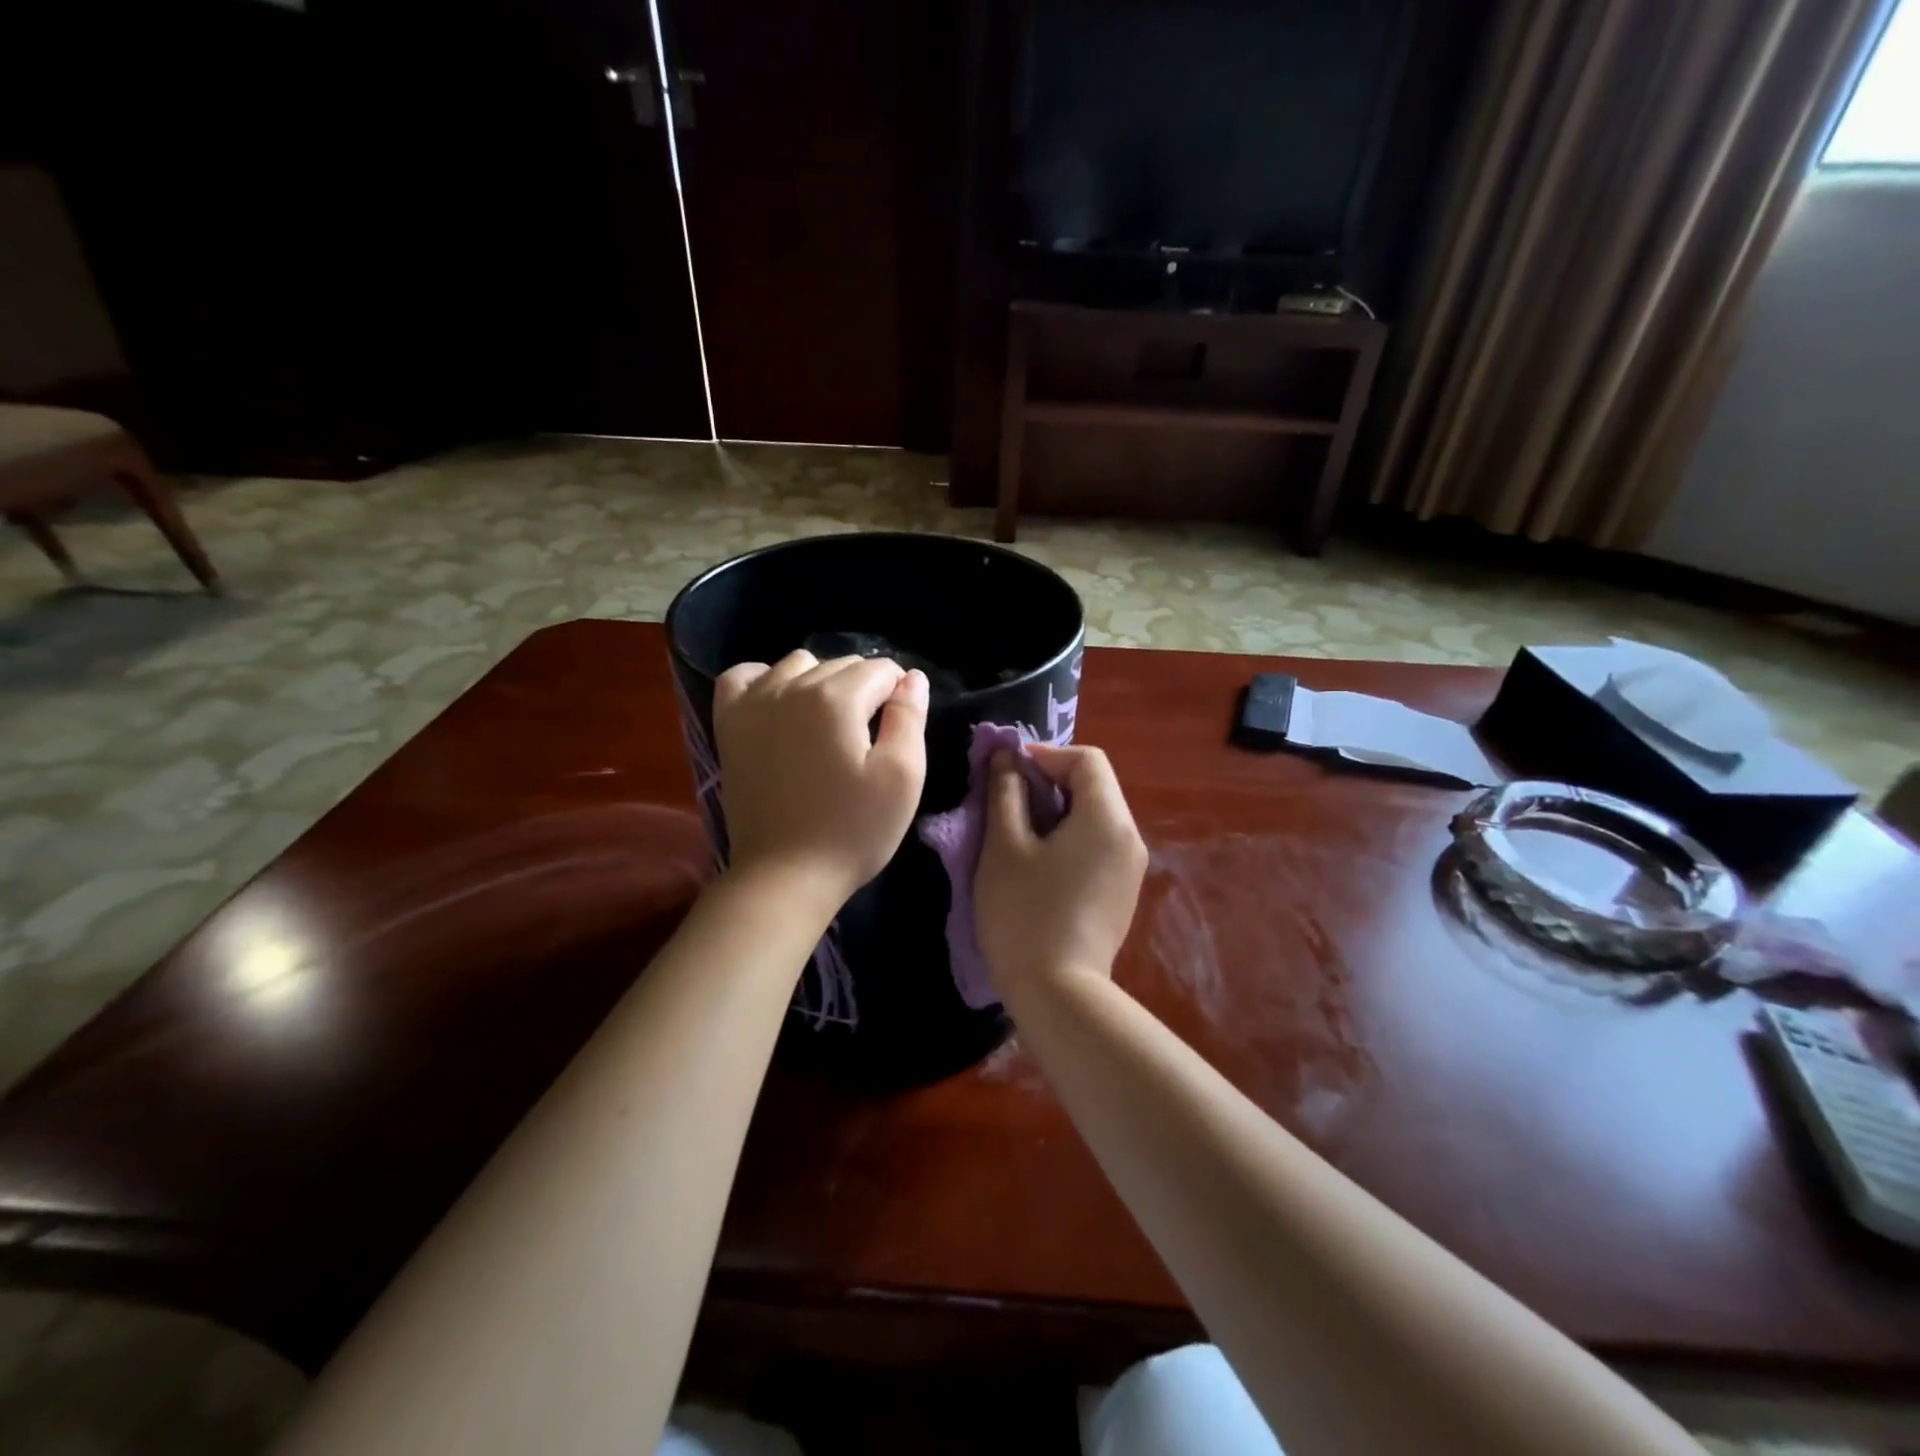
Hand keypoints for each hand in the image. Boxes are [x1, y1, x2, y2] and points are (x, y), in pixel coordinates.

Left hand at [713, 650, 928, 910]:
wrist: (784, 874)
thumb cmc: (852, 829)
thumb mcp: (902, 777)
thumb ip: (910, 718)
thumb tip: (912, 677)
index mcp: (837, 698)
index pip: (881, 670)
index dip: (899, 695)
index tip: (898, 730)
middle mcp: (791, 686)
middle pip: (842, 664)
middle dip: (865, 689)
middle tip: (869, 738)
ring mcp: (753, 702)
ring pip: (798, 664)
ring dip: (822, 681)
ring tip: (830, 724)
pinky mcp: (729, 724)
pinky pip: (744, 675)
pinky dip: (765, 679)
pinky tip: (779, 704)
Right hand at [976, 744, 1147, 997]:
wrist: (1058, 995)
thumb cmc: (1025, 913)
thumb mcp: (1004, 846)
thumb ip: (1006, 792)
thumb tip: (1007, 756)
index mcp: (1107, 818)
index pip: (1086, 759)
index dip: (1046, 755)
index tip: (1007, 771)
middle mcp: (1130, 837)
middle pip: (1095, 786)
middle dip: (1050, 782)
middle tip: (1007, 800)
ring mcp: (1131, 868)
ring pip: (1096, 816)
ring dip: (1059, 810)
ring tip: (1019, 831)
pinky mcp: (1123, 892)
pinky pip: (1099, 845)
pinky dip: (1071, 837)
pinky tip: (1041, 862)